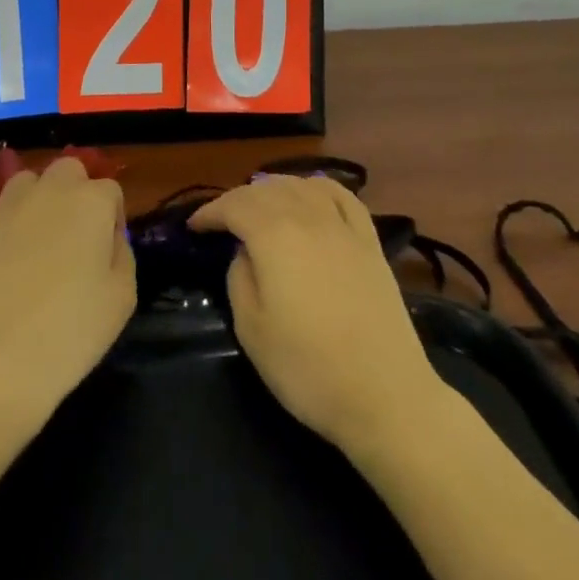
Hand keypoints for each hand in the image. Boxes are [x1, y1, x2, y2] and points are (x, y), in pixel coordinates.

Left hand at [0, 155, 134, 431]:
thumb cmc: (68, 334)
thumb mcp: (122, 299)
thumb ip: (122, 255)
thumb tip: (109, 240)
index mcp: (90, 202)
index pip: (111, 191)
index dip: (112, 220)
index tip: (107, 255)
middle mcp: (48, 192)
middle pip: (68, 171)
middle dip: (75, 194)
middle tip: (75, 240)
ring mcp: (6, 209)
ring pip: (27, 184)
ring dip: (38, 202)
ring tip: (37, 246)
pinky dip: (5, 231)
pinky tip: (4, 268)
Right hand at [189, 175, 443, 451]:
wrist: (384, 393)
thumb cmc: (308, 368)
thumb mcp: (252, 330)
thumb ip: (239, 278)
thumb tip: (245, 253)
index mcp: (274, 235)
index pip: (234, 206)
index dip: (210, 212)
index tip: (194, 226)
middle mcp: (308, 216)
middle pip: (266, 190)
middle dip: (238, 199)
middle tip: (222, 220)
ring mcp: (343, 225)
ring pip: (302, 185)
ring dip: (274, 188)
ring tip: (260, 204)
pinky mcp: (369, 240)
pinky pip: (341, 195)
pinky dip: (319, 187)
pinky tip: (312, 193)